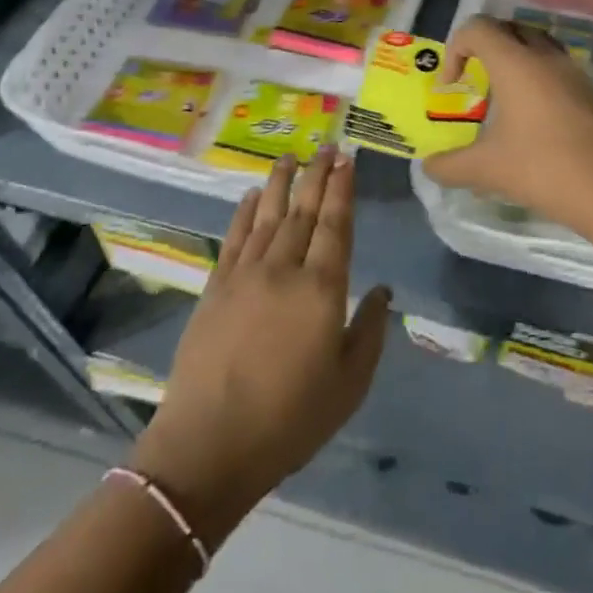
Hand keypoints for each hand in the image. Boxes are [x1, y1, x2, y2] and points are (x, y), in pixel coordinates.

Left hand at [132, 146, 390, 546]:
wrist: (209, 446)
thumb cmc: (290, 419)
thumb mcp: (350, 384)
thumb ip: (370, 331)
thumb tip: (383, 291)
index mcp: (322, 289)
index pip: (337, 224)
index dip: (342, 189)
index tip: (347, 160)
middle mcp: (284, 269)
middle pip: (304, 211)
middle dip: (317, 175)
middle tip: (326, 146)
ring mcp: (245, 275)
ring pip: (269, 216)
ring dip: (282, 184)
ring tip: (291, 157)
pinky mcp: (215, 288)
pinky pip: (235, 237)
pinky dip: (246, 212)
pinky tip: (253, 196)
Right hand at [421, 15, 592, 234]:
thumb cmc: (542, 168)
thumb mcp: (486, 170)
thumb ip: (450, 165)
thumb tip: (429, 166)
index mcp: (515, 63)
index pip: (478, 28)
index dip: (455, 48)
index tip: (452, 87)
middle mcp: (545, 57)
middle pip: (510, 28)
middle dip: (485, 47)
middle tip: (474, 80)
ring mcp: (573, 73)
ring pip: (538, 46)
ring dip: (515, 60)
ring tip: (504, 97)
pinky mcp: (591, 93)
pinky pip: (557, 69)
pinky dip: (538, 79)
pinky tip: (533, 120)